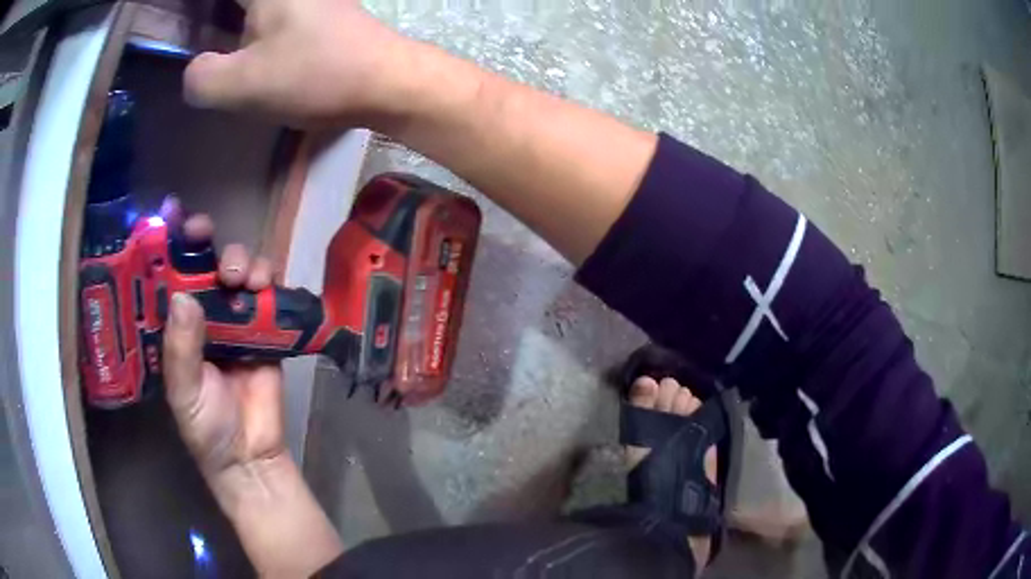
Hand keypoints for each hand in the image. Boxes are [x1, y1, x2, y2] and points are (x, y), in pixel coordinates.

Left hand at [160, 199, 343, 574]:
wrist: (250, 455)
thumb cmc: (206, 428)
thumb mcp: (184, 391)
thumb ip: (181, 348)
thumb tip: (183, 297)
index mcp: (177, 326)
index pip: (170, 275)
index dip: (170, 244)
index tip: (172, 214)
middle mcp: (204, 315)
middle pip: (205, 264)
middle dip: (207, 243)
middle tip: (205, 236)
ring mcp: (237, 321)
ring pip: (239, 272)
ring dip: (241, 261)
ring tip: (240, 277)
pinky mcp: (267, 330)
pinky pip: (270, 295)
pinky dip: (270, 282)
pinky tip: (266, 286)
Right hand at [184, 0, 421, 128]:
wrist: (387, 80)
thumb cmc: (315, 75)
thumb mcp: (243, 85)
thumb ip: (202, 78)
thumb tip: (194, 72)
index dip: (192, 11)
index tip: (179, 20)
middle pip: (233, 4)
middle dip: (209, 17)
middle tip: (191, 29)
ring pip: (252, 10)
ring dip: (229, 19)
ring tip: (208, 35)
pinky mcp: (318, 10)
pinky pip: (272, 12)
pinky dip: (251, 24)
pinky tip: (241, 42)